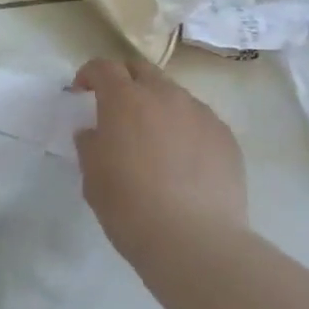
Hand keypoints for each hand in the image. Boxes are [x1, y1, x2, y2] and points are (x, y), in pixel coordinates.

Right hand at [71, 58, 246, 258]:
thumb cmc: (131, 207)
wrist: (195, 241)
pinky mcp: (226, 136)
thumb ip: (90, 145)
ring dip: (158, 106)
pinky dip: (186, 129)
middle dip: (125, 81)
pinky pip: (199, 120)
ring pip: (174, 95)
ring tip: (155, 140)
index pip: (104, 67)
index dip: (90, 74)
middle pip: (141, 70)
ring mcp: (200, 113)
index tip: (82, 91)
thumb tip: (94, 133)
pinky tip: (185, 162)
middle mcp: (164, 95)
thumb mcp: (93, 177)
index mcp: (125, 99)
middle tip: (117, 108)